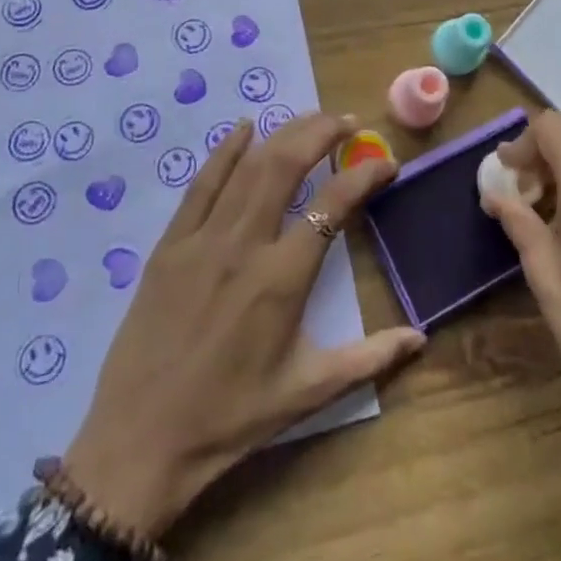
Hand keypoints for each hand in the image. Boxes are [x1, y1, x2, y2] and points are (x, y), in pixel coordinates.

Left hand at [63, 112, 423, 539]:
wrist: (139, 443)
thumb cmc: (230, 419)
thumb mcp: (307, 393)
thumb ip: (369, 359)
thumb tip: (420, 338)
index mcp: (282, 279)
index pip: (333, 206)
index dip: (365, 176)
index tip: (387, 164)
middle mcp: (244, 245)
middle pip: (286, 165)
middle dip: (322, 133)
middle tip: (349, 122)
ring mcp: (202, 239)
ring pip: (248, 166)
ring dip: (283, 133)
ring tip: (312, 118)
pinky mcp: (170, 244)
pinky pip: (202, 184)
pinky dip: (225, 150)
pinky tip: (244, 127)